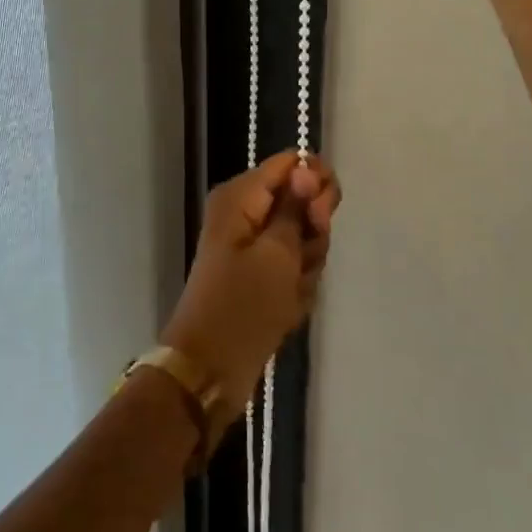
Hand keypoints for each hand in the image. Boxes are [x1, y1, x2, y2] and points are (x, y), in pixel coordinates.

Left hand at [161, 152, 342, 419]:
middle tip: (301, 262)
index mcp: (241, 195)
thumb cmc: (243, 306)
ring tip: (288, 292)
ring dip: (306, 266)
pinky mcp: (260, 273)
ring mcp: (253, 244)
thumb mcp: (278, 253)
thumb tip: (307, 166)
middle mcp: (246, 211)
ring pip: (303, 238)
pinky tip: (286, 308)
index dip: (316, 185)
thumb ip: (297, 207)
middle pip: (302, 201)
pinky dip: (297, 286)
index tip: (321, 218)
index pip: (293, 163)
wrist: (210, 369)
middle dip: (313, 234)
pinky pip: (294, 266)